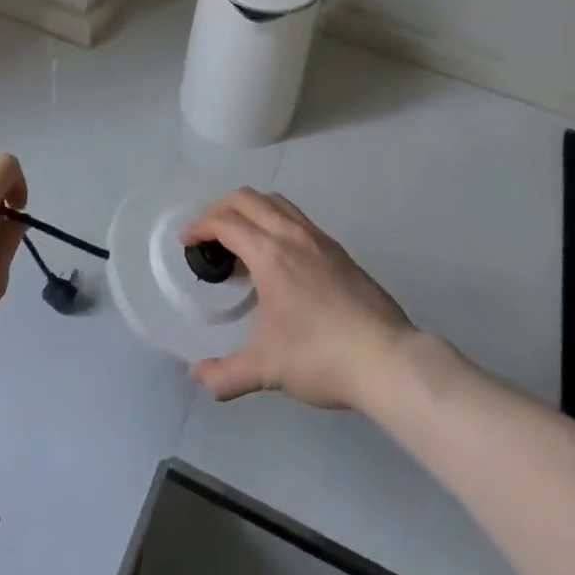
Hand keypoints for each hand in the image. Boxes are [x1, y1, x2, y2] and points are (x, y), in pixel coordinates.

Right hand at [183, 189, 414, 410]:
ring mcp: (318, 238)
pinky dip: (274, 220)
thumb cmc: (321, 357)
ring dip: (249, 209)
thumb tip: (198, 376)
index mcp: (270, 254)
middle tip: (208, 237)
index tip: (187, 243)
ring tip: (240, 241)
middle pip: (247, 198)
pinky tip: (276, 257)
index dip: (199, 226)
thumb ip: (226, 374)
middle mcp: (292, 234)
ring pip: (275, 201)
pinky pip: (296, 217)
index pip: (225, 221)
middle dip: (220, 209)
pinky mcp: (337, 249)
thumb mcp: (267, 370)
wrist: (387, 359)